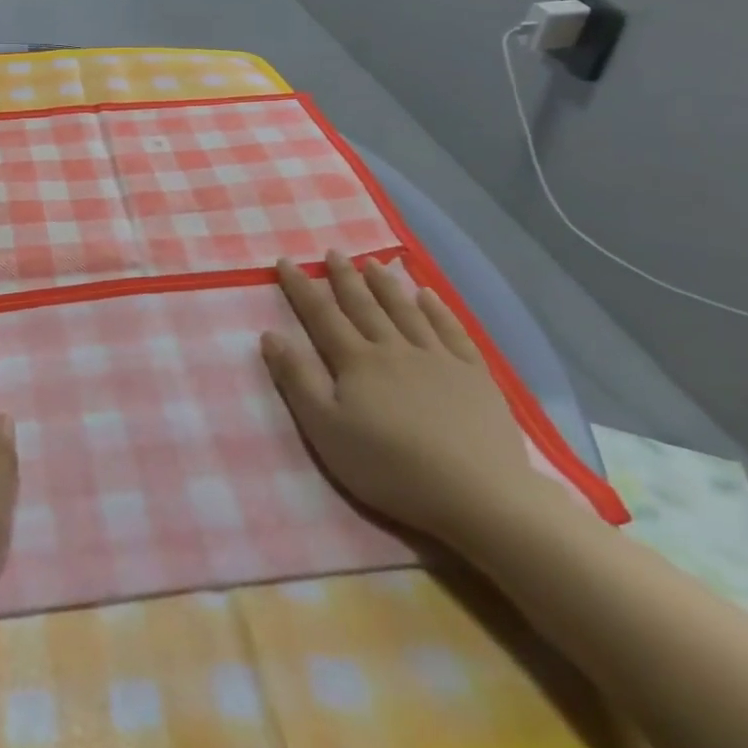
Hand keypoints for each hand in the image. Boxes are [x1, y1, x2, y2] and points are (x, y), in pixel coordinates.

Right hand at [261, 252, 546, 548]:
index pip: (322, 315)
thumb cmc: (391, 468)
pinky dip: (438, 310)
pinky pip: (452, 331)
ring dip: (386, 285)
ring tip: (373, 262)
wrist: (478, 495)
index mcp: (356, 362)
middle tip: (333, 252)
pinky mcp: (475, 376)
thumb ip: (297, 380)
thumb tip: (269, 334)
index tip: (286, 261)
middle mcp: (394, 349)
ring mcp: (438, 359)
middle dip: (345, 277)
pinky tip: (428, 295)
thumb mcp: (326, 430)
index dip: (302, 288)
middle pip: (364, 306)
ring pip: (406, 311)